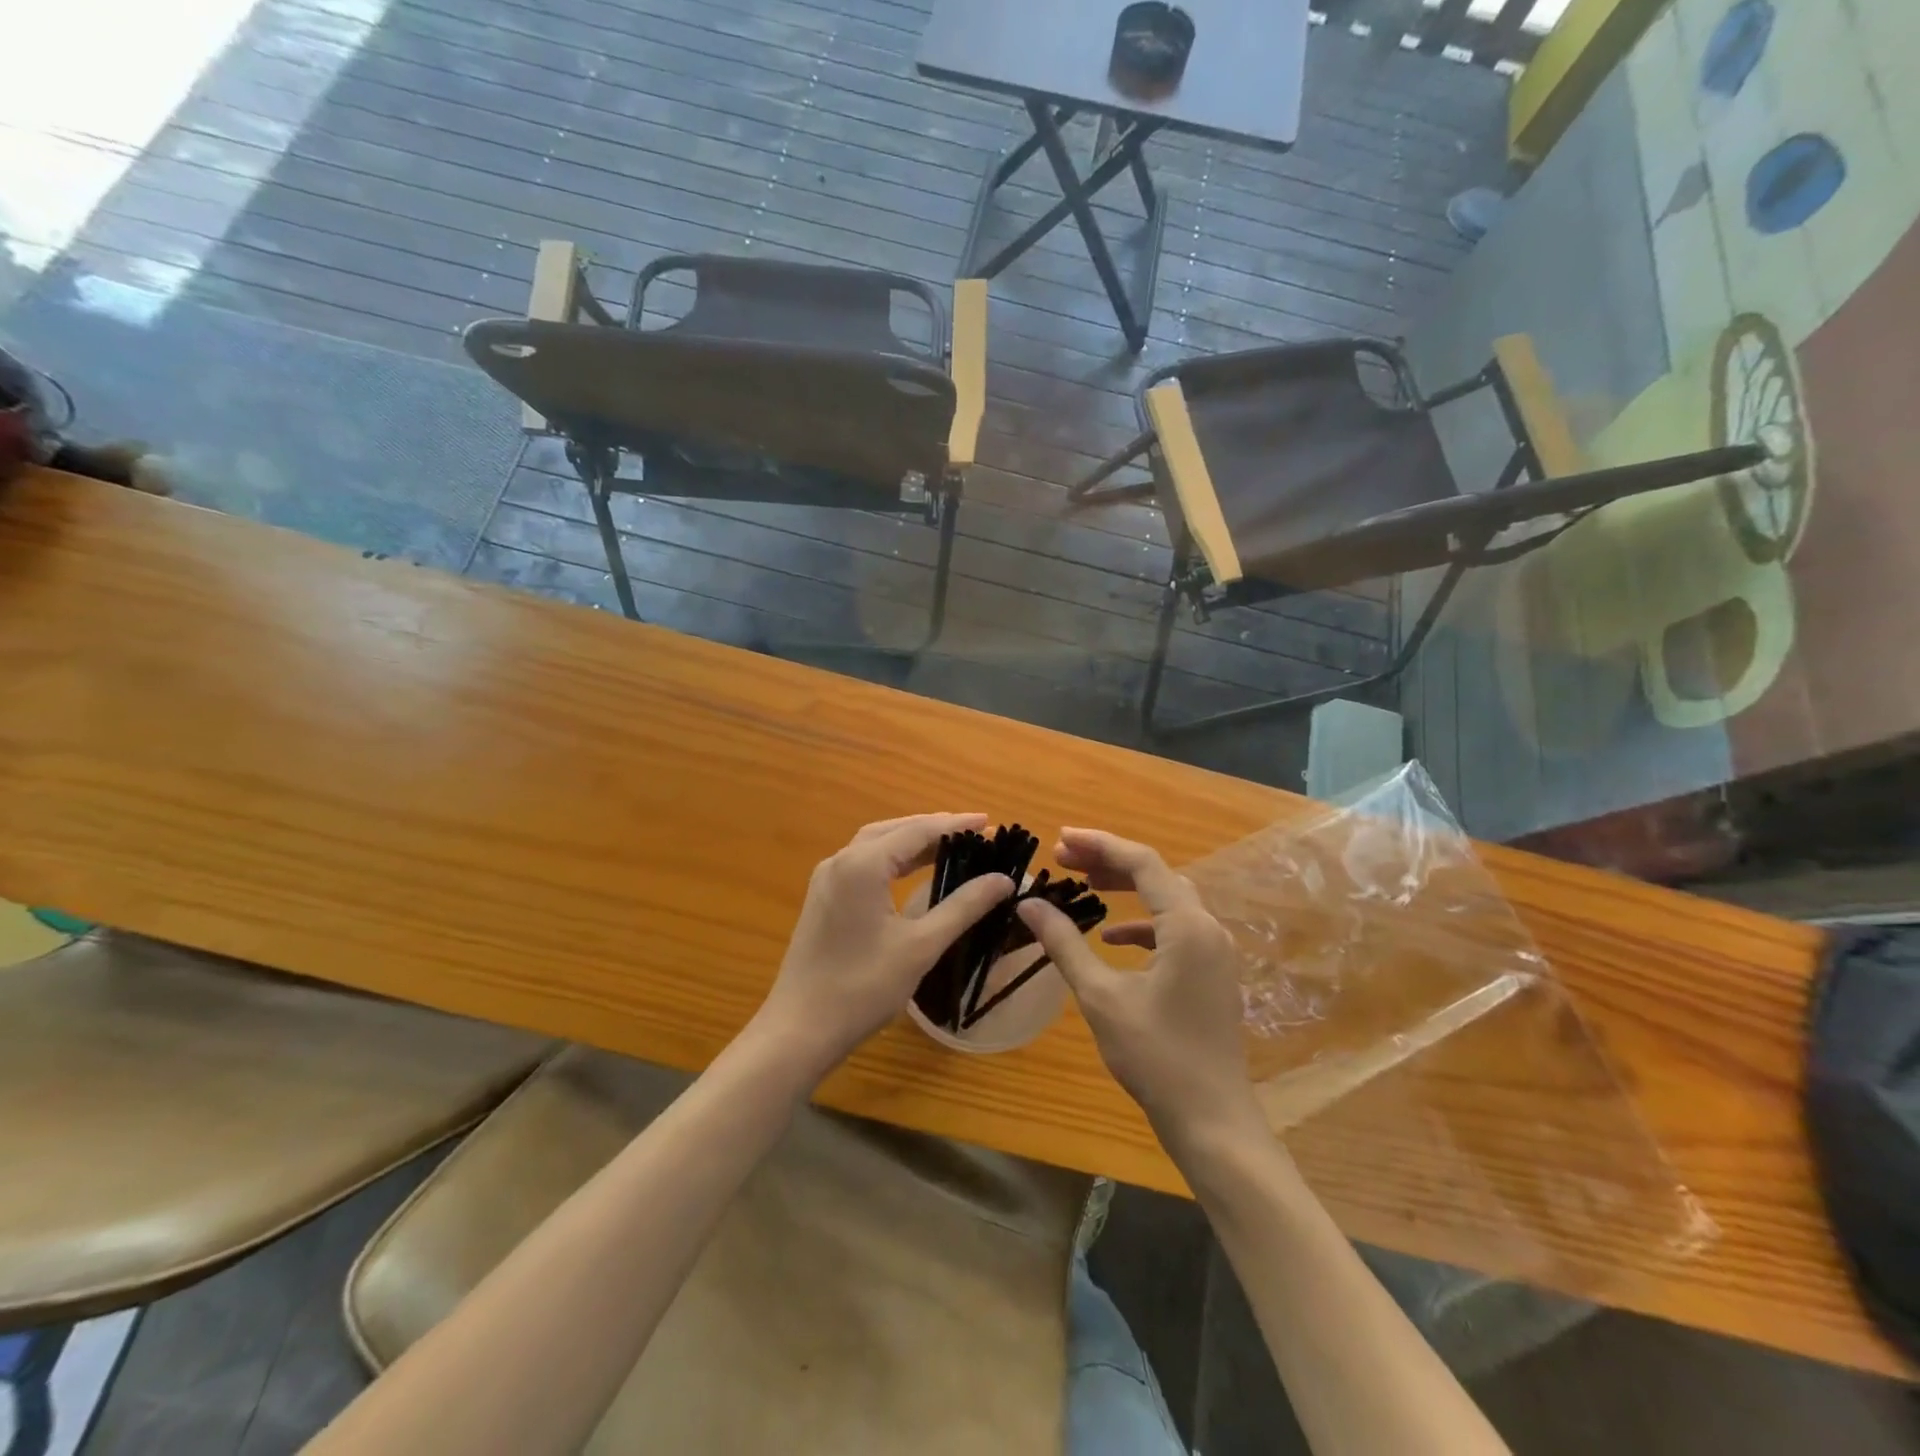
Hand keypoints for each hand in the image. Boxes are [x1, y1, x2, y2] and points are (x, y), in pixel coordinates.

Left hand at [754, 813, 1013, 1077]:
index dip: (955, 825)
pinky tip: (912, 870)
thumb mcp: (921, 945)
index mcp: (863, 865)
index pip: (917, 831)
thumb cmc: (863, 988)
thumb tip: (1003, 879)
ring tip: (950, 845)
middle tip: (974, 832)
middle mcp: (841, 861)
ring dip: (912, 841)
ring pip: (875, 844)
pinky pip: (863, 862)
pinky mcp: (823, 898)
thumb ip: (963, 907)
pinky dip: (892, 858)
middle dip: (934, 828)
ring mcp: (827, 879)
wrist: (800, 1030)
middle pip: (894, 830)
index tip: (990, 823)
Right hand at [1017, 828, 1262, 1148]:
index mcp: (1187, 926)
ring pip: (1168, 900)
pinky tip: (1112, 937)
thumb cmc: (1155, 1056)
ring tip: (1085, 886)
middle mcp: (1208, 928)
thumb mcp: (1100, 996)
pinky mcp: (1213, 973)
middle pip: (1157, 875)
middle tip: (1064, 859)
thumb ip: (1064, 943)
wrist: (1212, 1119)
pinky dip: (1142, 923)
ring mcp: (1216, 952)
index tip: (1060, 838)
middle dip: (1109, 862)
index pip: (1142, 863)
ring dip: (1127, 889)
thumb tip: (1028, 903)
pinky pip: (1176, 929)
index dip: (1099, 844)